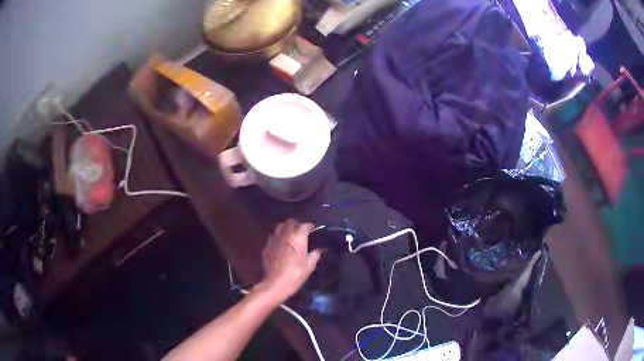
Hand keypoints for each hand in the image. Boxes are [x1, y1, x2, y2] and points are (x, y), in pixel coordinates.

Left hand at [259, 219, 321, 303]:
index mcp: (297, 238)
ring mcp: (274, 239)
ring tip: (291, 235)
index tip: (314, 230)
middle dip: (297, 225)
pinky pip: (273, 236)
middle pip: (291, 222)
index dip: (310, 226)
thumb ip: (315, 254)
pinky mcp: (267, 245)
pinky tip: (281, 244)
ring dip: (286, 228)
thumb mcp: (309, 266)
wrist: (275, 284)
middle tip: (302, 232)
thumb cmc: (295, 275)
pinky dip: (278, 236)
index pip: (305, 225)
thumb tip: (320, 249)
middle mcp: (285, 234)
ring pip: (280, 226)